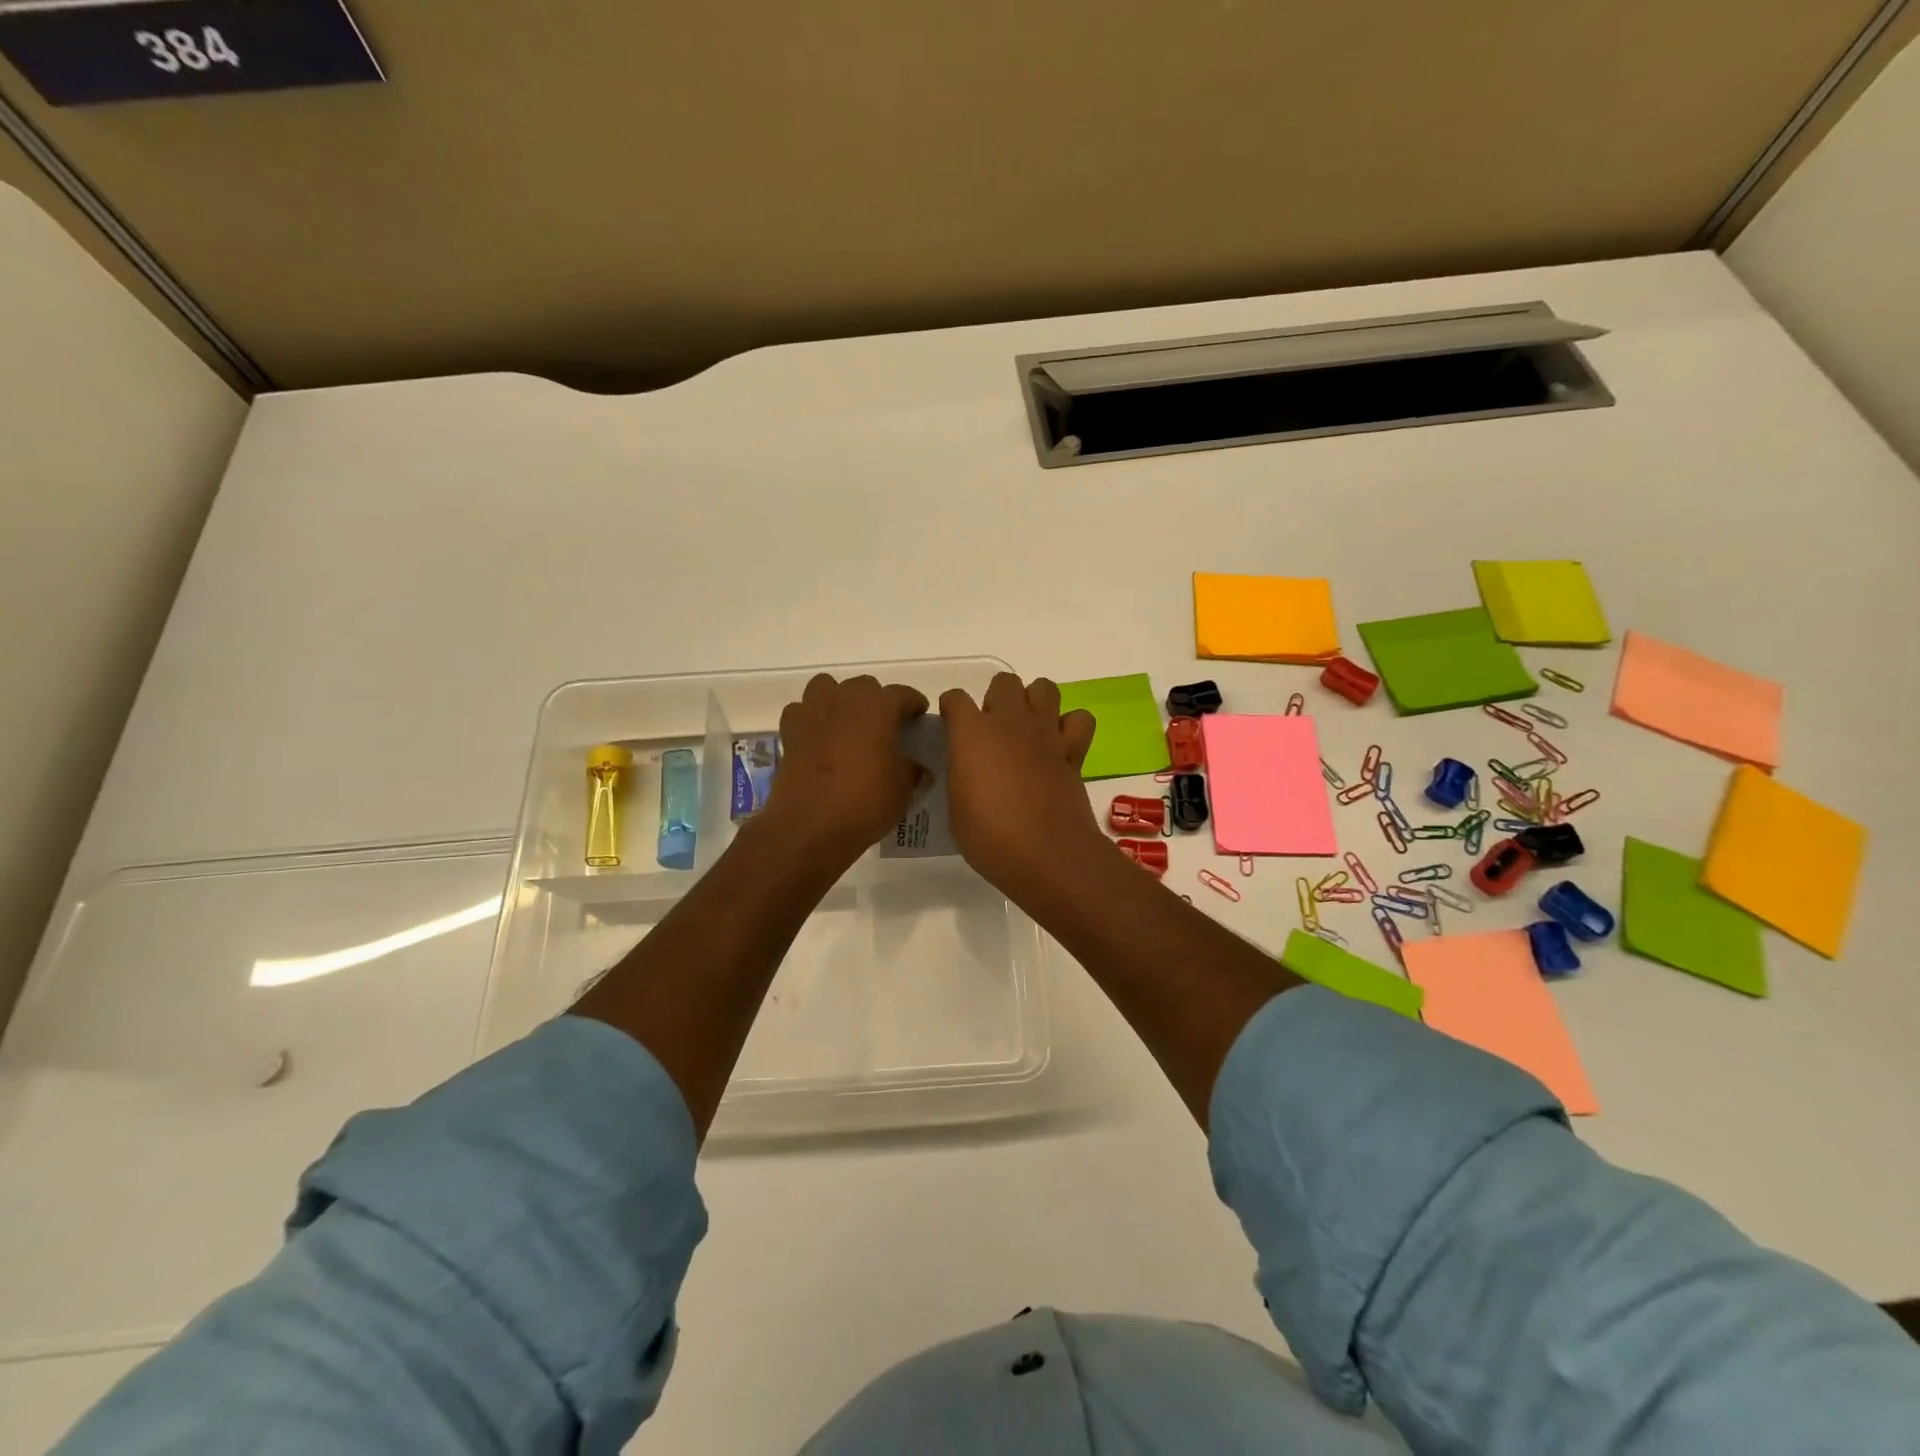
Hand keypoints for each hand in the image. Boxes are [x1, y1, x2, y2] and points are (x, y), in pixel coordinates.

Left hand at [760, 674, 928, 863]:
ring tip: (848, 726)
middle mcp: (844, 699)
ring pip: (826, 689)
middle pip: (863, 686)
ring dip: (838, 701)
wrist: (810, 826)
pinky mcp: (789, 733)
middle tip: (884, 727)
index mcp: (878, 706)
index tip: (919, 717)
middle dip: (875, 701)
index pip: (902, 694)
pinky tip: (819, 740)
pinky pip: (801, 713)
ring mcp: (812, 713)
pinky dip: (810, 720)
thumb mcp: (903, 789)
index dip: (913, 704)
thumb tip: (917, 769)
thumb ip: (911, 771)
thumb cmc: (866, 801)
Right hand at [940, 673, 1105, 898]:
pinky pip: (1079, 720)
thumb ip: (961, 776)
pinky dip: (1071, 727)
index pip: (955, 699)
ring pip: (1044, 688)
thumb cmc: (990, 837)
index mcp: (972, 734)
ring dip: (1034, 702)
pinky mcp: (1073, 751)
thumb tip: (967, 770)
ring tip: (1027, 729)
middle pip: (1004, 682)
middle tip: (993, 730)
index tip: (951, 726)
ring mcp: (1046, 734)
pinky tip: (1059, 745)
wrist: (1047, 854)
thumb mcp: (956, 808)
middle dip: (996, 699)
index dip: (951, 709)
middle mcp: (1010, 723)